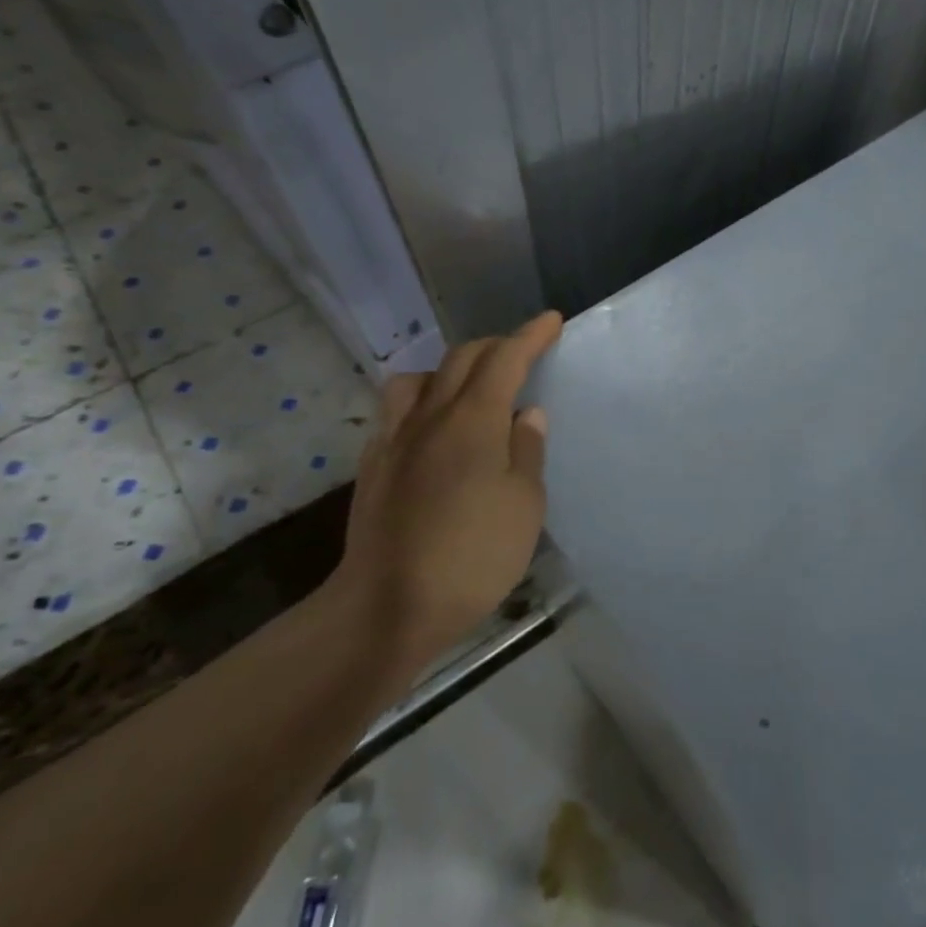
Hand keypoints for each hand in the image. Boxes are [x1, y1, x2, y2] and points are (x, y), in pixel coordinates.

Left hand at [328, 311, 562, 692]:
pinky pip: (397, 409)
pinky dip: (422, 399)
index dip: (531, 336)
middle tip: (523, 352)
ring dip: (451, 368)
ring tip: (470, 388)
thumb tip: (527, 413)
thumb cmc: (472, 555)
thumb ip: (527, 450)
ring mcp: (395, 439)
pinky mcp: (374, 465)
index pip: (505, 359)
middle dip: (496, 346)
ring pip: (419, 378)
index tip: (551, 320)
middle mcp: (430, 416)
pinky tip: (432, 428)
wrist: (387, 606)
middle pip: (462, 359)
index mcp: (474, 420)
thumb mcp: (523, 504)